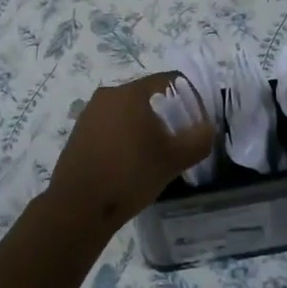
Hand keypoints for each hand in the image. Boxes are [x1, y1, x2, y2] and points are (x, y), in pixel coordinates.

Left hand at [46, 73, 213, 234]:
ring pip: (128, 112)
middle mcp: (108, 94)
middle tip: (181, 140)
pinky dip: (126, 137)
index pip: (169, 81)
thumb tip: (208, 127)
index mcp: (131, 92)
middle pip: (148, 96)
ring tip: (157, 154)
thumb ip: (198, 139)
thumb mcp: (173, 160)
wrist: (78, 206)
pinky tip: (131, 162)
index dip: (190, 98)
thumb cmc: (130, 175)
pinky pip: (111, 126)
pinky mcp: (80, 132)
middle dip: (168, 114)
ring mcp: (90, 113)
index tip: (198, 122)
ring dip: (146, 127)